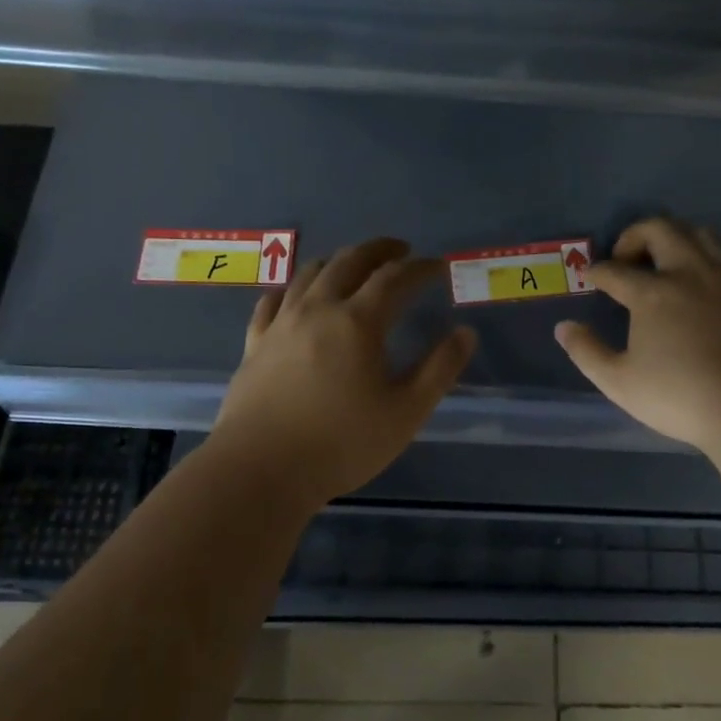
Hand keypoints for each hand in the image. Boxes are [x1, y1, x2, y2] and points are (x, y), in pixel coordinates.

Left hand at [212, 238, 476, 510]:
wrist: (261, 470)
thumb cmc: (342, 443)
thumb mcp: (406, 412)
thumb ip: (439, 369)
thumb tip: (465, 333)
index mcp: (358, 322)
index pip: (395, 278)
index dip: (420, 268)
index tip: (438, 266)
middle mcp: (318, 310)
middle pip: (349, 262)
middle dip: (379, 250)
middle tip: (399, 250)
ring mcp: (281, 324)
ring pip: (309, 274)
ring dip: (337, 261)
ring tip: (353, 266)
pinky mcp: (255, 345)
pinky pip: (272, 301)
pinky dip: (292, 289)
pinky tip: (295, 295)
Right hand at [554, 217, 720, 453]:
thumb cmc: (681, 396)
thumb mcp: (619, 382)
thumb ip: (587, 351)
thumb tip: (564, 327)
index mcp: (652, 292)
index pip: (615, 270)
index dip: (597, 271)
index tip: (591, 277)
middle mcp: (689, 272)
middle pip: (659, 229)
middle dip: (634, 236)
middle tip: (624, 259)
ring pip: (698, 233)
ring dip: (674, 237)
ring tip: (664, 260)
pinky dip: (707, 256)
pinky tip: (703, 279)